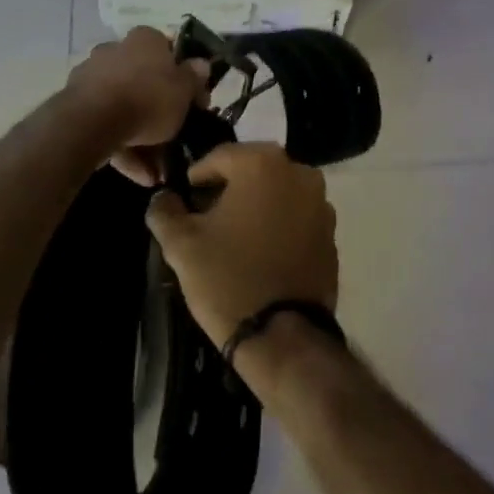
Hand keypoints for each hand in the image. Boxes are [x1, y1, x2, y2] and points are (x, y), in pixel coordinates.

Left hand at [64, 26, 209, 182]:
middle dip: (161, 113)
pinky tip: (139, 175)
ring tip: (156, 172)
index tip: (195, 101)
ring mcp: (93, 76)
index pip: (169, 51)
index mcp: (145, 39)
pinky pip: (107, 124)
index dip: (185, 76)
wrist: (92, 122)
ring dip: (143, 140)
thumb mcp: (184, 90)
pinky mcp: (76, 104)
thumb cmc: (148, 98)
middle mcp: (116, 50)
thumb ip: (194, 77)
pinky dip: (124, 147)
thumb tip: (202, 64)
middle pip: (146, 82)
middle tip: (176, 139)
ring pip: (126, 106)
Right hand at [145, 142, 337, 348]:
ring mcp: (321, 202)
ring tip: (234, 235)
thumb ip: (165, 211)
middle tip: (207, 215)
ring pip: (277, 191)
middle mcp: (298, 172)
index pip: (219, 157)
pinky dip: (279, 223)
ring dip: (257, 204)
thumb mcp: (181, 244)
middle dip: (229, 187)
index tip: (185, 199)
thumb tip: (162, 198)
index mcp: (262, 163)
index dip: (197, 177)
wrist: (283, 336)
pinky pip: (297, 215)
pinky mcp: (331, 232)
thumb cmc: (228, 279)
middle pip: (252, 169)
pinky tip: (261, 251)